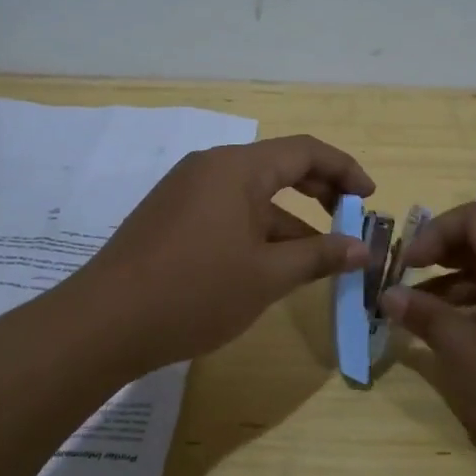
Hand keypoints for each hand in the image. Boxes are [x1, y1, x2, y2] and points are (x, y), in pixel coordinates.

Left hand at [74, 135, 375, 373]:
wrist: (104, 324)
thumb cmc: (195, 292)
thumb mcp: (267, 276)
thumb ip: (319, 256)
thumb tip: (362, 249)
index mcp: (236, 168)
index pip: (305, 151)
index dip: (345, 170)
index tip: (371, 198)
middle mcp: (210, 168)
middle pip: (279, 167)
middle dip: (320, 193)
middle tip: (350, 224)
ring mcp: (185, 192)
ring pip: (252, 196)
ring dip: (289, 222)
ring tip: (317, 260)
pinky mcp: (170, 218)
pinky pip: (227, 213)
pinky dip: (257, 232)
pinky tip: (269, 268)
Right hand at [381, 201, 475, 475]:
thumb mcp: (470, 359)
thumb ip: (428, 320)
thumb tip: (390, 295)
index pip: (475, 216)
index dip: (434, 232)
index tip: (407, 266)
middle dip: (444, 259)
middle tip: (410, 290)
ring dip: (464, 287)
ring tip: (431, 321)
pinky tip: (472, 342)